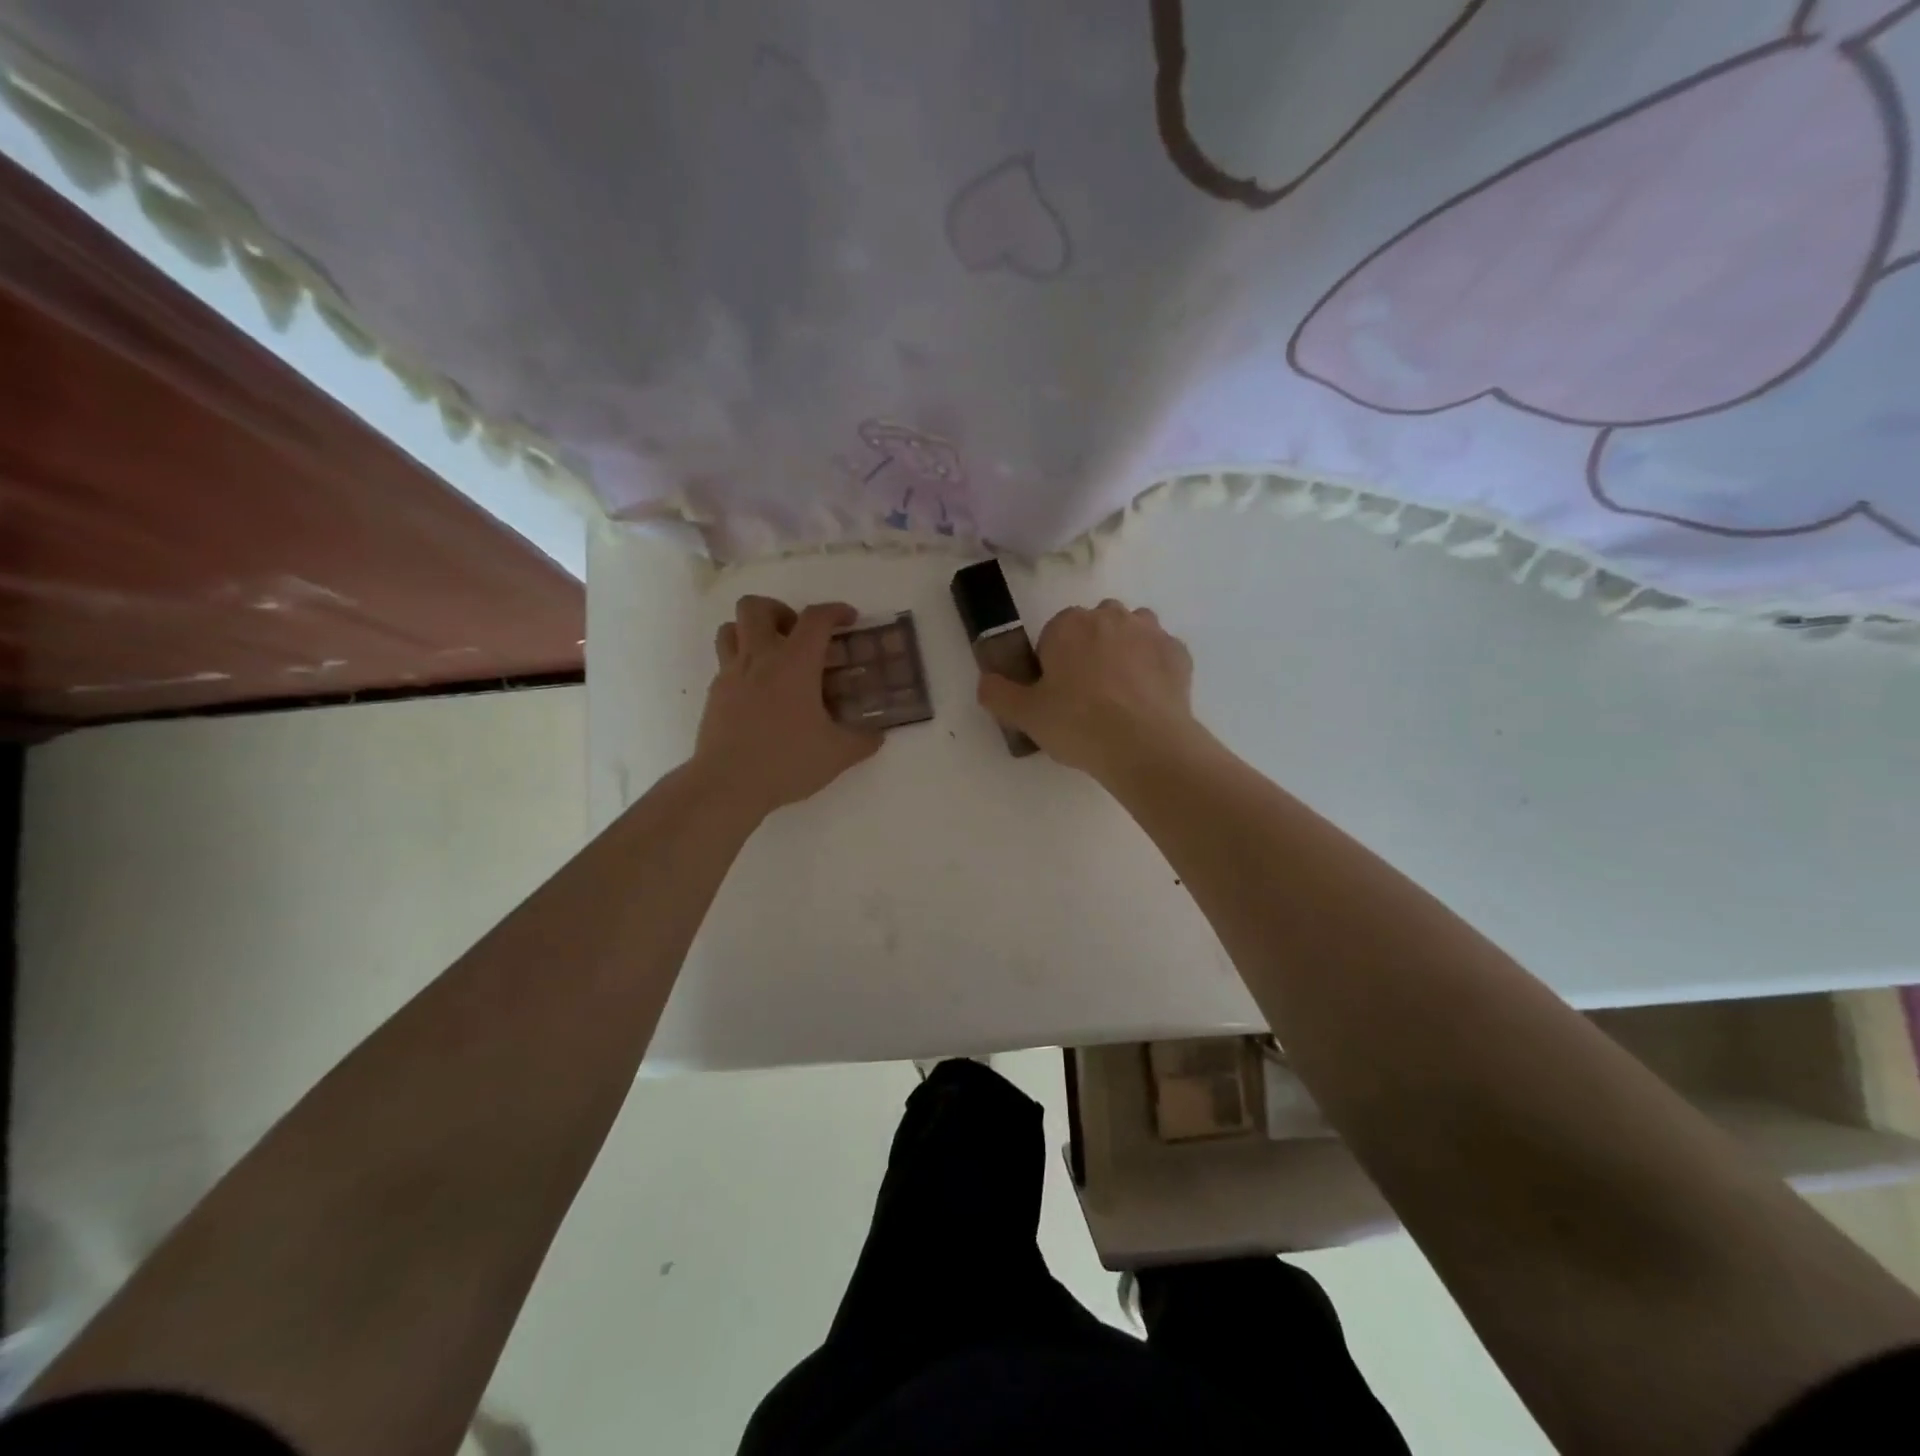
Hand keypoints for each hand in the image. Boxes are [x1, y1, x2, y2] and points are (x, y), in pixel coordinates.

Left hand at [692, 596, 882, 815]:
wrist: (728, 784)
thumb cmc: (786, 761)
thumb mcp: (837, 754)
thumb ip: (862, 740)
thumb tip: (877, 735)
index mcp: (794, 663)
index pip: (815, 618)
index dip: (835, 611)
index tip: (848, 619)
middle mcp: (759, 658)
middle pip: (756, 607)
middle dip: (780, 611)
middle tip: (797, 635)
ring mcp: (731, 674)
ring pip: (730, 628)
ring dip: (751, 631)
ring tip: (772, 655)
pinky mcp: (714, 694)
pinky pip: (724, 662)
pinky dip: (741, 664)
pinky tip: (758, 692)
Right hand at [977, 599, 1202, 780]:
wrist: (1145, 745)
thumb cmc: (1078, 724)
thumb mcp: (1025, 715)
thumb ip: (997, 693)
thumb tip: (986, 681)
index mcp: (1069, 624)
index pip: (1053, 634)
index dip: (1053, 664)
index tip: (1056, 694)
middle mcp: (1110, 616)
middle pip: (1093, 628)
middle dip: (1089, 651)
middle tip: (1086, 696)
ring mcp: (1149, 631)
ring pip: (1130, 633)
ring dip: (1124, 653)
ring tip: (1120, 696)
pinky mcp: (1179, 653)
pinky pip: (1159, 654)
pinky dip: (1153, 670)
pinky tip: (1147, 701)